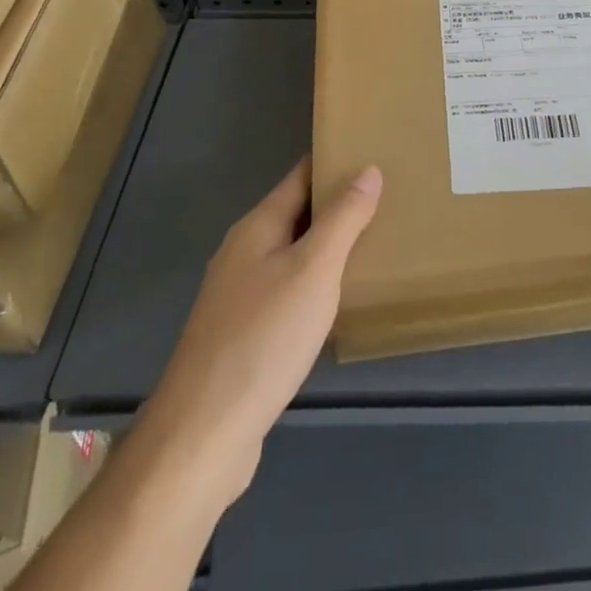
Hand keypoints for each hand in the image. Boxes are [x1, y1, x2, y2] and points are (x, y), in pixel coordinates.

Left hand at [139, 157, 381, 506]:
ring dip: (328, 249)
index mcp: (257, 228)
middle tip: (389, 200)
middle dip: (337, 206)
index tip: (375, 154)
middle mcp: (243, 254)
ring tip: (375, 246)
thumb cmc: (263, 339)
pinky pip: (287, 294)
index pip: (301, 177)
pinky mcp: (242, 338)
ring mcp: (239, 298)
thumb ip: (343, 219)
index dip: (335, 163)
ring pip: (292, 257)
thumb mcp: (314, 270)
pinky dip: (315, 288)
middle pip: (296, 215)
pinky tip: (339, 304)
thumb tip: (368, 169)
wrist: (201, 437)